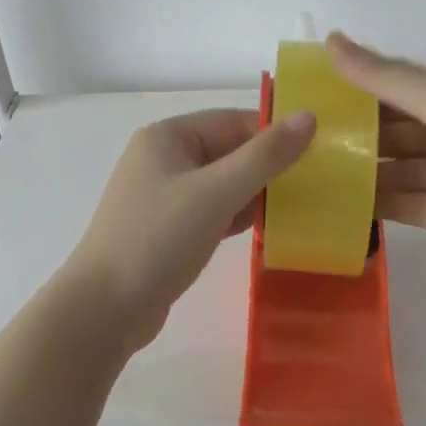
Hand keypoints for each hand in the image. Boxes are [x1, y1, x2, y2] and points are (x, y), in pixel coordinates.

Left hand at [62, 107, 316, 351]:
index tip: (320, 150)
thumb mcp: (216, 192)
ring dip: (257, 193)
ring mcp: (163, 196)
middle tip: (319, 181)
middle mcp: (163, 159)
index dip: (275, 133)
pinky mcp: (168, 229)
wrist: (105, 309)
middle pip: (229, 151)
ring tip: (304, 205)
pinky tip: (270, 229)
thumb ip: (264, 156)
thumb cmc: (158, 239)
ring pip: (223, 184)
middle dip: (269, 166)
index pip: (233, 121)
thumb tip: (308, 116)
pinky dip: (238, 216)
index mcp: (168, 137)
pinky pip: (213, 211)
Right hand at [327, 32, 425, 261]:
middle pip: (390, 133)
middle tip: (298, 146)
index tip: (306, 98)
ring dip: (359, 174)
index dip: (352, 91)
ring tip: (308, 179)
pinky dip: (378, 208)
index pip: (391, 90)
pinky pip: (409, 208)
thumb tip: (330, 40)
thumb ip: (384, 76)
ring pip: (395, 172)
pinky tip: (339, 208)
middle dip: (350, 137)